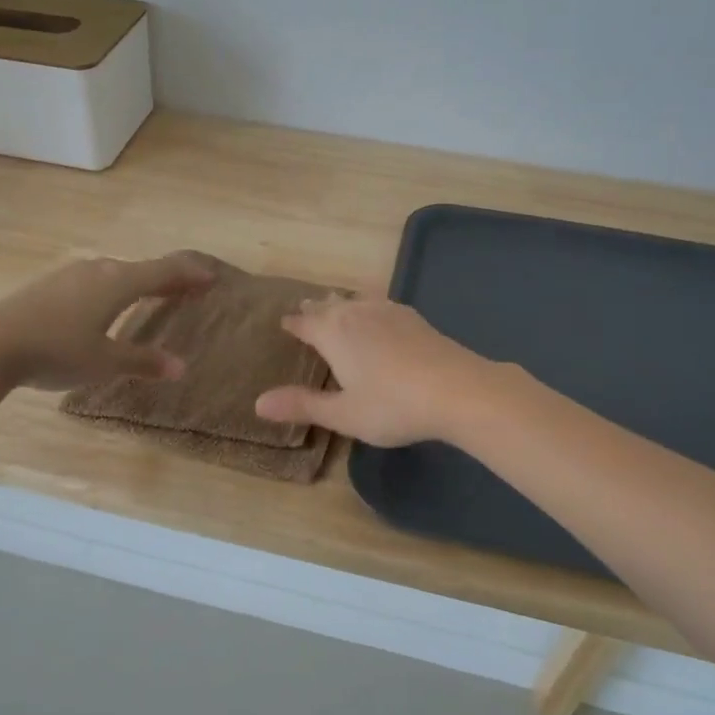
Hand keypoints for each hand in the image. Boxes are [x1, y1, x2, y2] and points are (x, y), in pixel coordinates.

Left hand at [0, 251, 214, 390]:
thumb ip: (143, 361)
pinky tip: (108, 305)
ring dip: (140, 283)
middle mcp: (100, 270)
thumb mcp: (105, 362)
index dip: (191, 273)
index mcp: (119, 282)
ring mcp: (72, 275)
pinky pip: (97, 281)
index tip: (212, 276)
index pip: (166, 270)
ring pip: (118, 274)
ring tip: (153, 296)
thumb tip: (180, 367)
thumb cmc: (57, 350)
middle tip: (188, 290)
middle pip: (143, 269)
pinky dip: (116, 288)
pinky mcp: (51, 285)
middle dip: (169, 279)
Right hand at [253, 297, 491, 446]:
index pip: (304, 323)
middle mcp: (356, 314)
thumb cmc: (392, 405)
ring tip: (337, 305)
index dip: (292, 324)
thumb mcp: (343, 414)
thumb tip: (258, 402)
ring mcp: (388, 311)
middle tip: (306, 310)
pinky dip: (368, 306)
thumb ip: (302, 405)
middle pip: (329, 305)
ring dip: (342, 303)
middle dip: (316, 309)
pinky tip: (378, 313)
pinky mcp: (414, 317)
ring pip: (356, 300)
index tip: (284, 323)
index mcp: (333, 334)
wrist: (457, 389)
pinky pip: (380, 303)